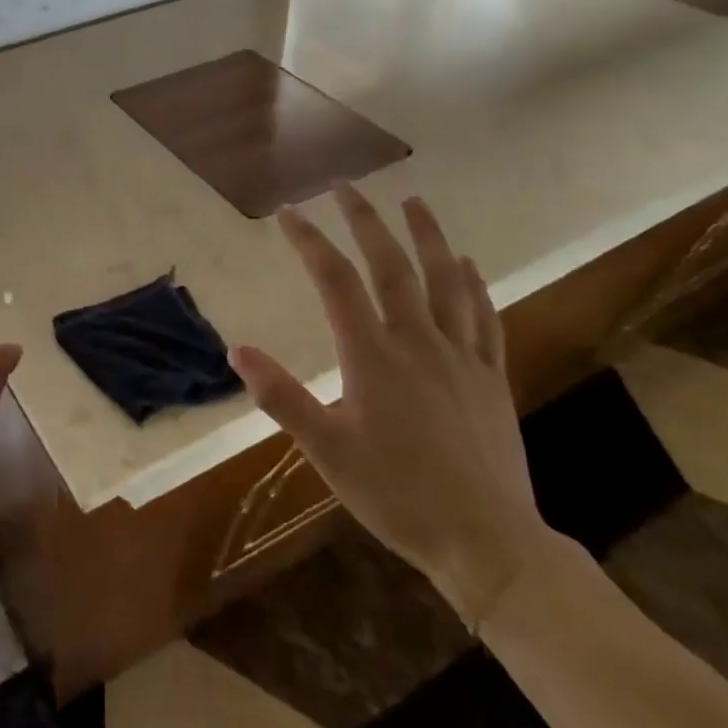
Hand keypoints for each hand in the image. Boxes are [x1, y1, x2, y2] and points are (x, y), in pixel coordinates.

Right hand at [230, 186, 549, 626]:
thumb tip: (237, 350)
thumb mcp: (326, 451)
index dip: (310, 241)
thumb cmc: (396, 495)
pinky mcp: (490, 376)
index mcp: (372, 356)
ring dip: (427, 236)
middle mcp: (417, 341)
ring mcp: (461, 356)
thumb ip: (281, 396)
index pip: (336, 281)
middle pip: (391, 266)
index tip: (289, 212)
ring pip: (444, 280)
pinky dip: (472, 283)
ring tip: (413, 201)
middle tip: (346, 187)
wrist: (485, 540)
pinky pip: (483, 316)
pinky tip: (466, 264)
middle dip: (365, 221)